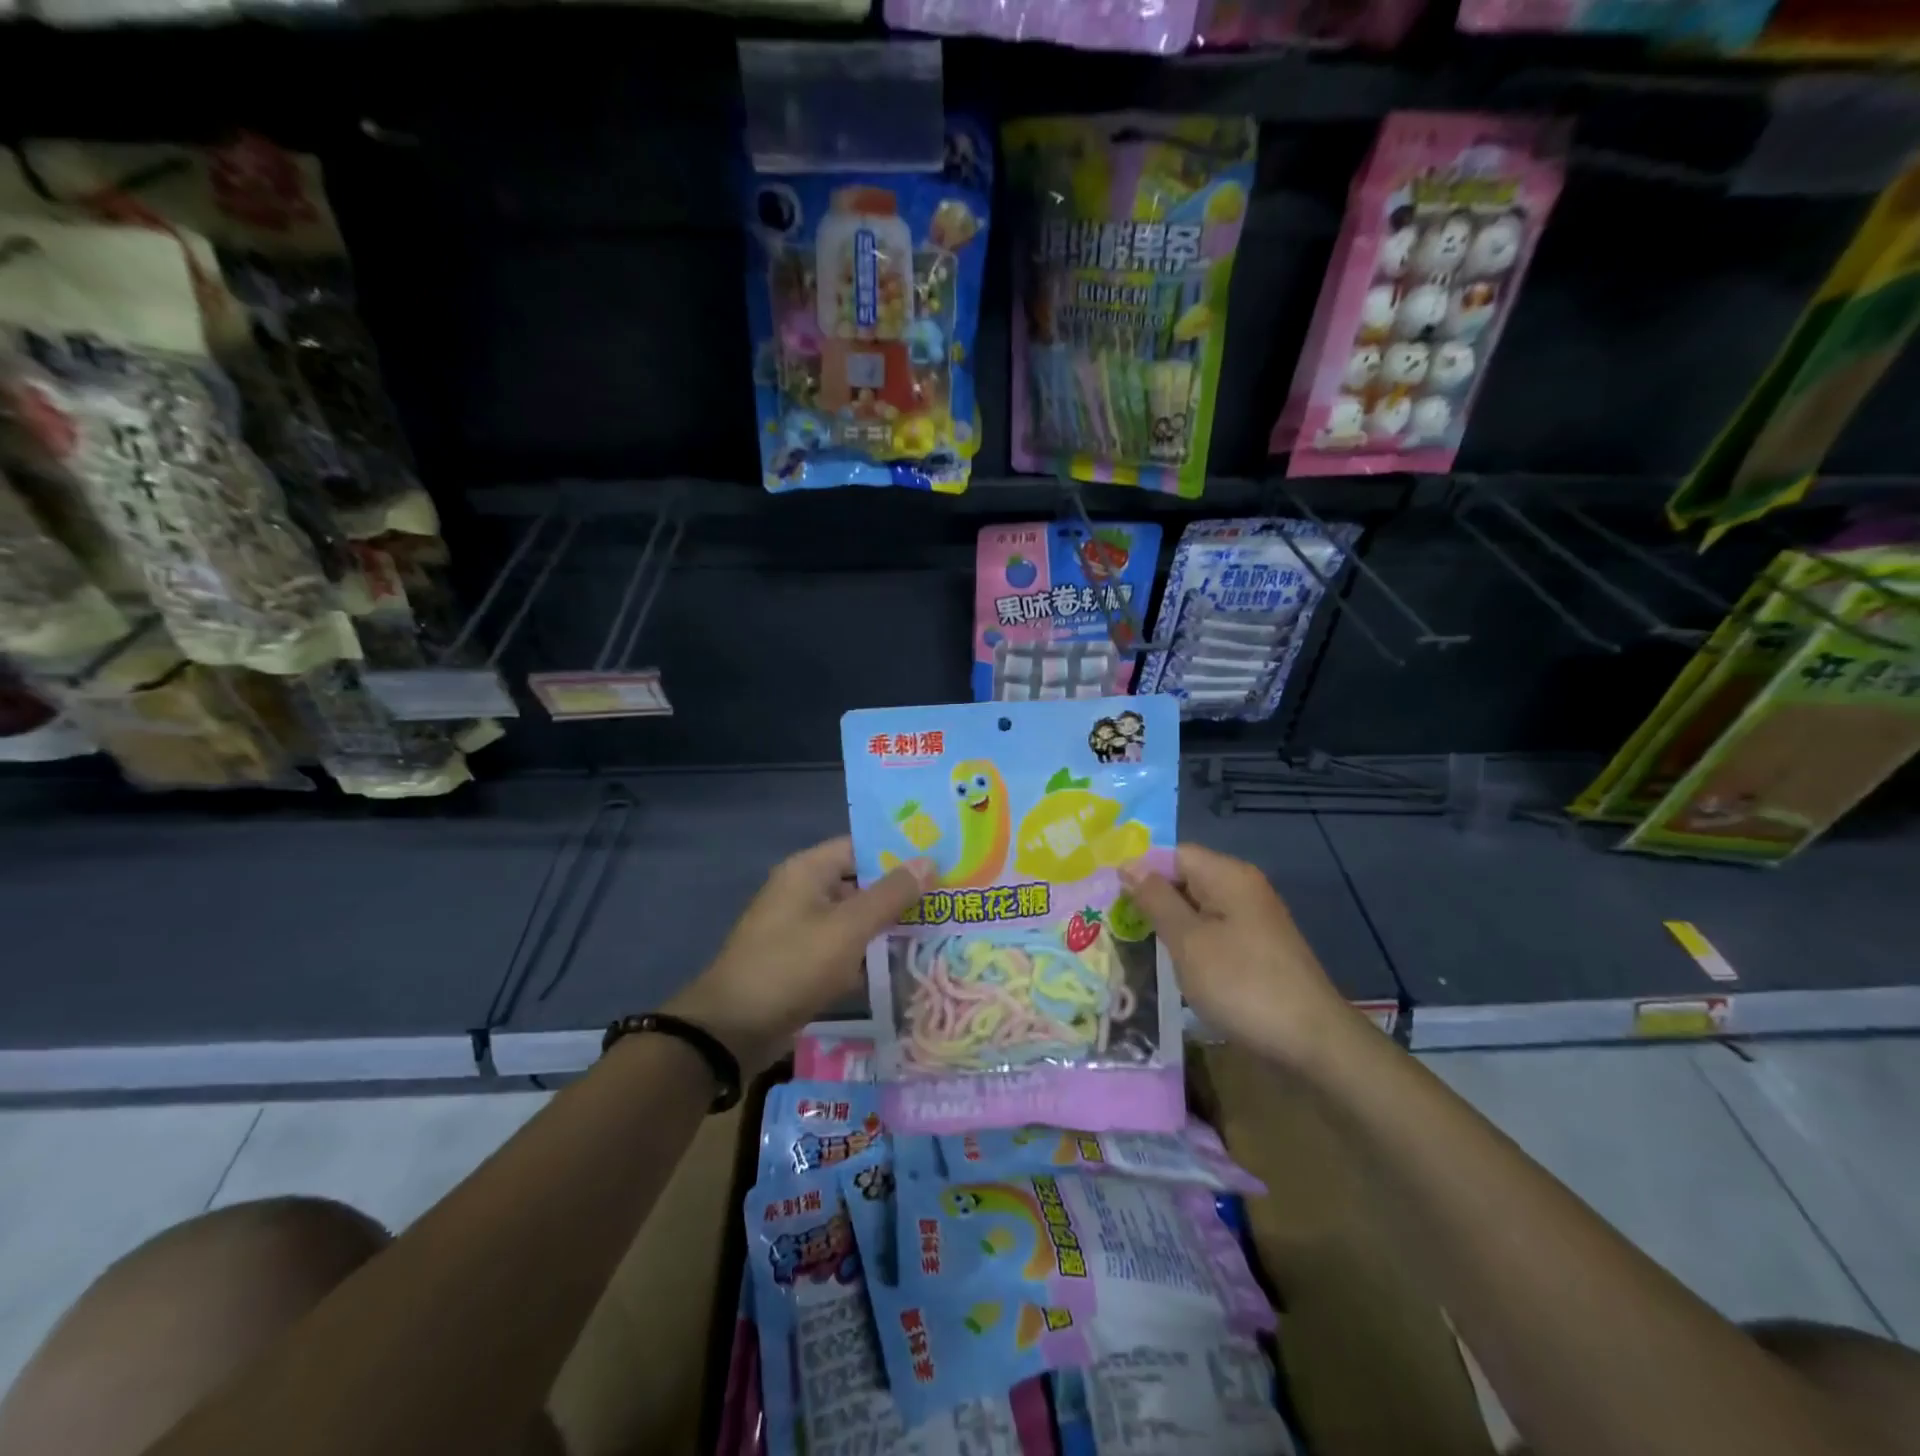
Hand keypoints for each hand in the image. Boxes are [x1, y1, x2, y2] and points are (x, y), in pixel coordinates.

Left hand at [666, 836, 931, 1076]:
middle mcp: (804, 892)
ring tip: (938, 930)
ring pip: (854, 919)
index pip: (861, 847)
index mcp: (808, 871)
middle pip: (860, 882)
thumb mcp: (848, 928)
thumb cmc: (792, 965)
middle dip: (900, 893)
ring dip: (888, 926)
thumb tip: (928, 861)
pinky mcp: (802, 963)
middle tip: (948, 898)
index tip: (940, 860)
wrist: (733, 1029)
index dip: (899, 852)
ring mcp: (801, 929)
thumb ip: (891, 895)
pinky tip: (905, 966)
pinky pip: (843, 949)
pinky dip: (868, 955)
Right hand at [1119, 843, 1351, 1070]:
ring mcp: (1252, 920)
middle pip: (1185, 879)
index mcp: (1228, 876)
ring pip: (1197, 909)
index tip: (1110, 899)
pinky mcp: (1256, 949)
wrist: (1311, 1042)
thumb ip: (1156, 900)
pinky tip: (1171, 967)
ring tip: (1135, 946)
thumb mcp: (1188, 941)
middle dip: (1151, 899)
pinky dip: (1190, 944)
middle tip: (1115, 925)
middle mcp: (1242, 889)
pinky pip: (1213, 932)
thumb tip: (1129, 865)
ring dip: (1168, 925)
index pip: (1173, 854)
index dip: (1141, 872)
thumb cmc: (1241, 984)